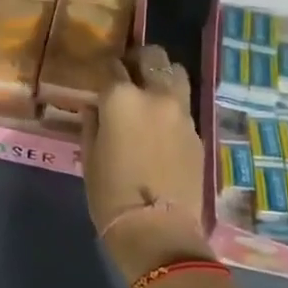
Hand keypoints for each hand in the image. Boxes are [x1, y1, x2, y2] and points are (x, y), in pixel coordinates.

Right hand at [83, 45, 209, 281]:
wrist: (158, 230)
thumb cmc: (111, 196)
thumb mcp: (89, 157)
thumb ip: (92, 123)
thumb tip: (95, 108)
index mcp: (121, 98)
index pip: (112, 66)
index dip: (105, 71)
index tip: (100, 78)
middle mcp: (155, 96)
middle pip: (153, 57)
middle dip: (139, 60)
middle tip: (129, 73)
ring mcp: (181, 113)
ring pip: (176, 73)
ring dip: (162, 76)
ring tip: (151, 92)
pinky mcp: (198, 132)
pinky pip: (184, 106)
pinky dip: (172, 106)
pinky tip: (163, 125)